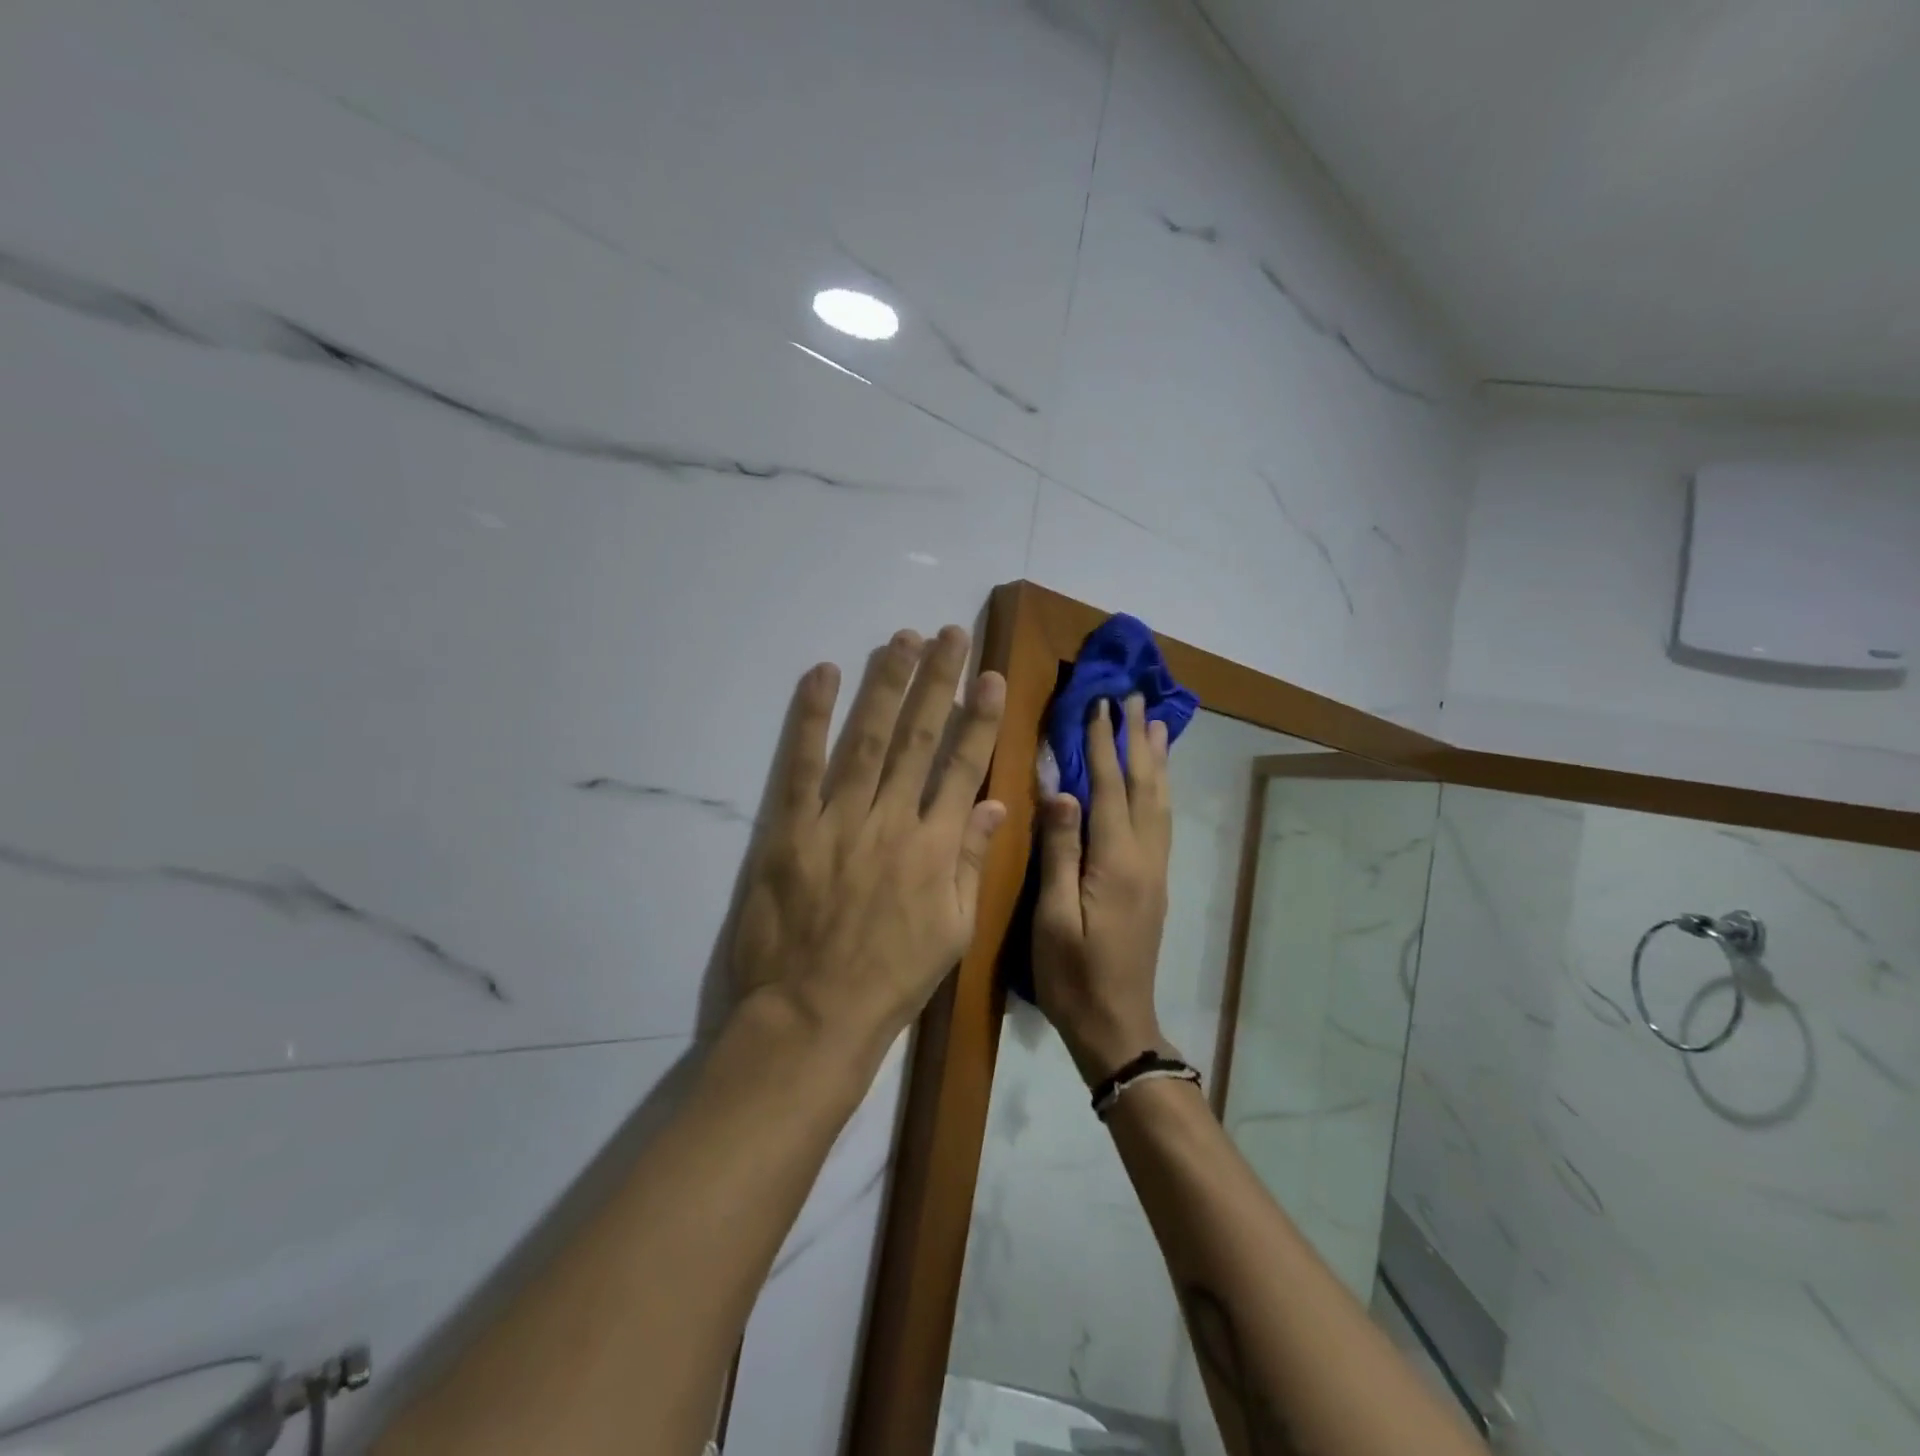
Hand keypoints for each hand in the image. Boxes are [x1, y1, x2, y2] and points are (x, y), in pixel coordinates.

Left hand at [730, 626, 1006, 1063]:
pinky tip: (823, 674)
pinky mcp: (791, 828)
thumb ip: (972, 861)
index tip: (990, 676)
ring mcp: (838, 819)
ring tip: (901, 639)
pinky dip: (811, 716)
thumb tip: (992, 802)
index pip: (963, 764)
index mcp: (936, 846)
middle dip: (937, 680)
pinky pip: (801, 763)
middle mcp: (892, 820)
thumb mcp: (953, 930)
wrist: (815, 1014)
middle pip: (919, 736)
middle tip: (948, 634)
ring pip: (868, 737)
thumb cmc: (892, 978)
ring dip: (886, 683)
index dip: (979, 717)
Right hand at [1033, 692, 1173, 1083]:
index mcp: (1116, 861)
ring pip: (1160, 801)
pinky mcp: (1155, 884)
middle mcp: (1144, 857)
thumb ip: (1059, 852)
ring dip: (1156, 758)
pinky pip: (1162, 821)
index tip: (1098, 703)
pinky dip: (1160, 788)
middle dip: (1137, 738)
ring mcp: (1155, 871)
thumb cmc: (1073, 976)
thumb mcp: (1054, 917)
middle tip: (1134, 697)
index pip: (1109, 787)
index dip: (1101, 743)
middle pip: (1144, 785)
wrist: (1118, 1026)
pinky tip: (1156, 780)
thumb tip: (1062, 790)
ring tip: (1155, 723)